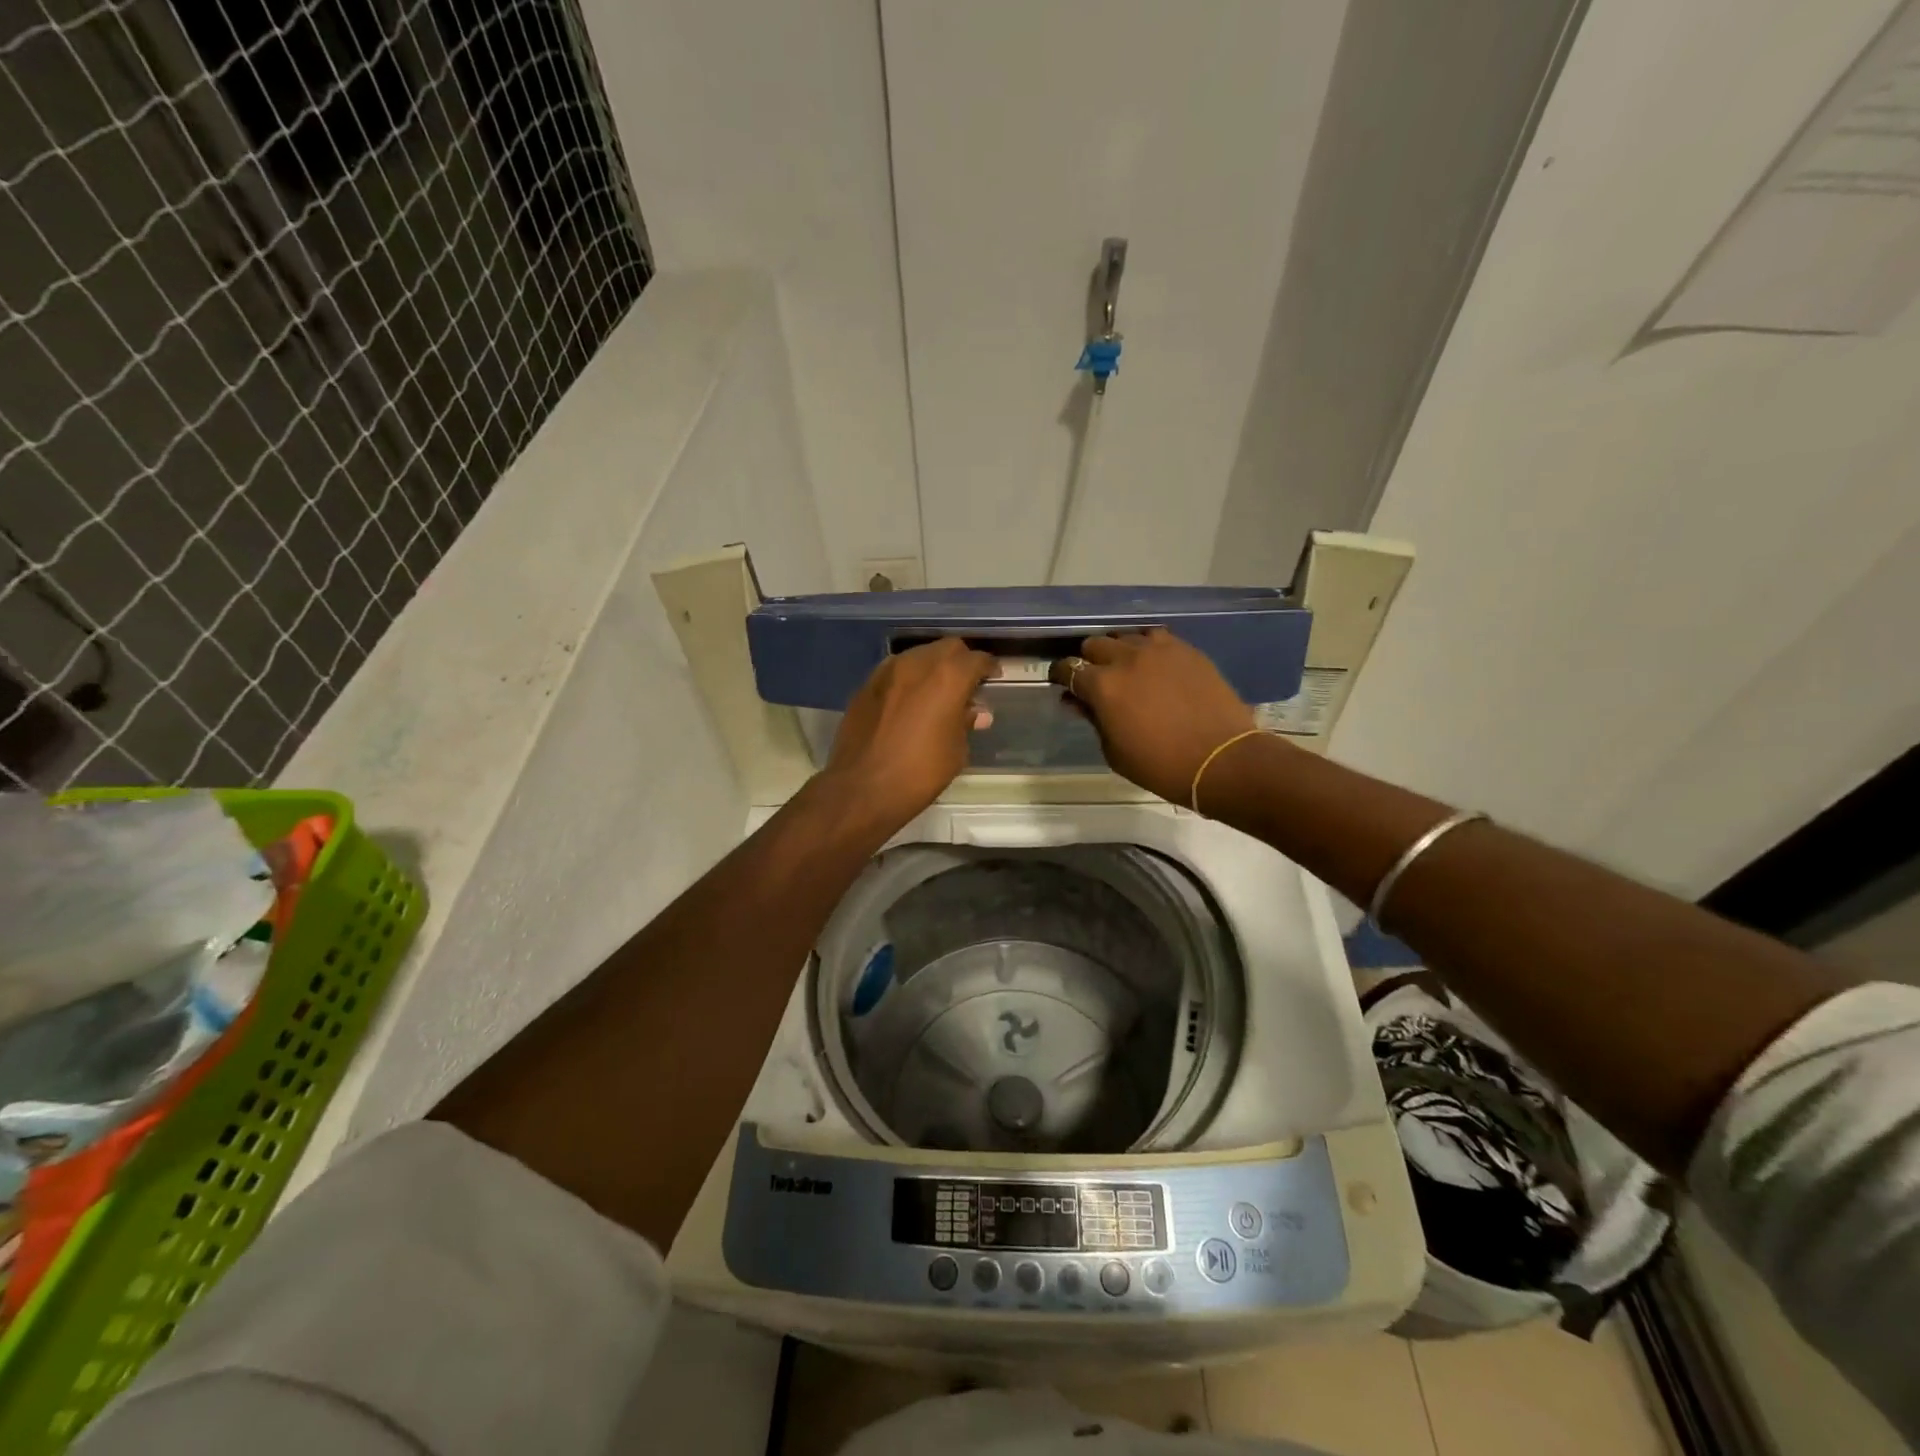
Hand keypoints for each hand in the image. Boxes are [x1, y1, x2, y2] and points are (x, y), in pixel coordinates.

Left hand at [821, 638, 998, 830]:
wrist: (862, 788)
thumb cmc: (919, 773)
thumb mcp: (956, 751)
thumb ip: (966, 723)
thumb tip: (976, 712)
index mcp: (948, 677)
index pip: (977, 659)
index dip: (988, 668)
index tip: (993, 678)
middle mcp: (918, 664)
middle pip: (947, 648)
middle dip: (960, 661)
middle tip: (966, 684)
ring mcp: (887, 671)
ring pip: (919, 655)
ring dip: (932, 667)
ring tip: (937, 691)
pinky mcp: (866, 685)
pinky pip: (895, 671)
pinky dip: (908, 678)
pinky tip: (910, 700)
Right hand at [1051, 629, 1256, 805]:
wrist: (1221, 761)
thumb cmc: (1160, 766)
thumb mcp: (1115, 752)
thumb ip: (1093, 720)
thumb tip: (1078, 702)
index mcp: (1103, 685)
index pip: (1068, 668)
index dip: (1061, 675)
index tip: (1062, 684)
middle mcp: (1127, 658)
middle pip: (1095, 644)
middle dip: (1089, 660)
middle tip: (1095, 679)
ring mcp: (1159, 650)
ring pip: (1126, 636)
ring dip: (1119, 650)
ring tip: (1126, 668)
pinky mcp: (1186, 650)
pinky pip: (1157, 637)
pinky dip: (1147, 647)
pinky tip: (1153, 664)